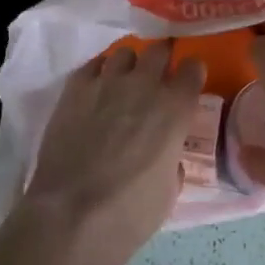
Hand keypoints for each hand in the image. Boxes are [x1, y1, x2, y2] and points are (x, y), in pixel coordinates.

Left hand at [21, 41, 205, 264]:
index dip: (192, 73)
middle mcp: (145, 85)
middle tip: (157, 76)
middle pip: (159, 50)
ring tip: (123, 82)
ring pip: (124, 53)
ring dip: (129, 65)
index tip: (188, 82)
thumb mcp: (169, 192)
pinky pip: (92, 64)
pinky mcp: (75, 88)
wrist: (71, 215)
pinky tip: (96, 89)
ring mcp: (107, 82)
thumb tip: (167, 155)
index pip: (193, 68)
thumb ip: (173, 161)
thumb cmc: (129, 213)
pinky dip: (99, 72)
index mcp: (175, 109)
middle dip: (162, 59)